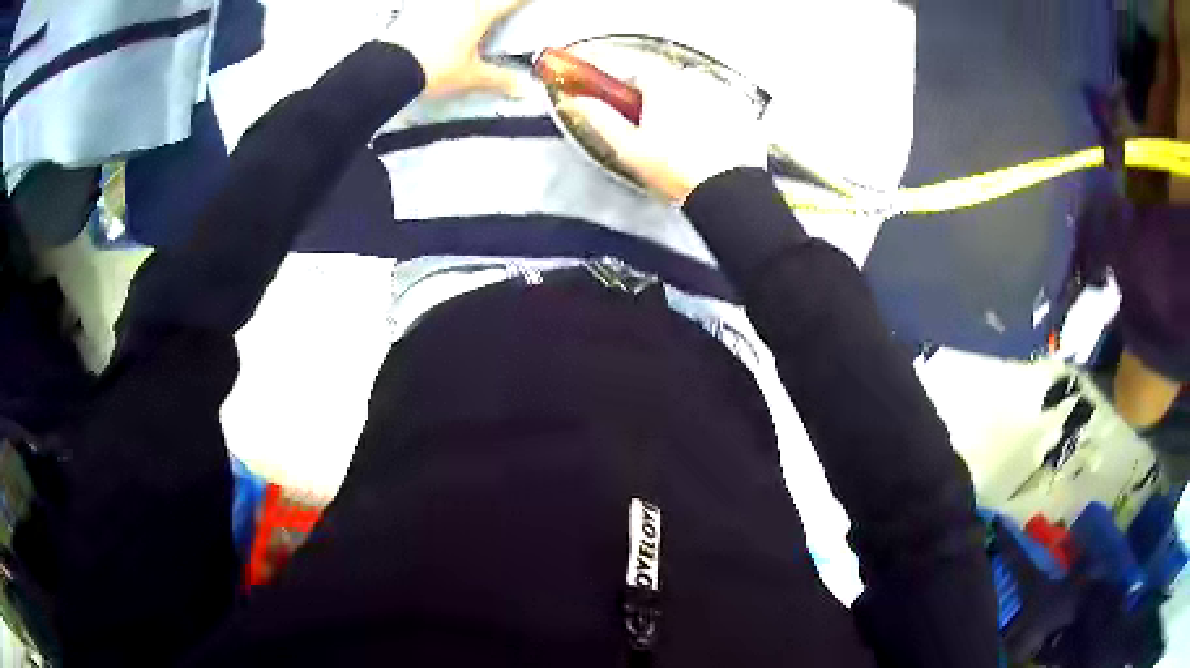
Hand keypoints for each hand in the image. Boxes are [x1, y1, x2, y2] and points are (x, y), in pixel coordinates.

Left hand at [383, 0, 528, 98]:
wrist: (391, 68)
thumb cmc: (431, 68)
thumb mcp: (470, 77)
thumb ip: (499, 80)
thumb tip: (522, 88)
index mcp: (480, 14)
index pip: (511, 1)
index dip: (523, 1)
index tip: (530, 1)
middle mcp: (459, 3)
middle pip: (482, 0)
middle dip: (488, 5)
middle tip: (491, 9)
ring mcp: (434, 3)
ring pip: (457, 2)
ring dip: (465, 6)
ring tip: (468, 10)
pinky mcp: (414, 9)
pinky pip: (429, 4)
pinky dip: (433, 8)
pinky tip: (434, 12)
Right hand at [557, 68, 767, 202]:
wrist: (729, 191)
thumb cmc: (679, 172)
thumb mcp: (629, 147)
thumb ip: (599, 118)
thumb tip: (577, 102)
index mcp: (662, 83)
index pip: (623, 61)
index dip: (600, 62)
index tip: (584, 62)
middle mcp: (693, 79)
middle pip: (655, 73)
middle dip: (638, 86)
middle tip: (628, 107)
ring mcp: (719, 91)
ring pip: (683, 86)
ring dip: (670, 99)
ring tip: (667, 129)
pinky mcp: (739, 108)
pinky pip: (709, 100)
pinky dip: (698, 110)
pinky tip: (695, 133)